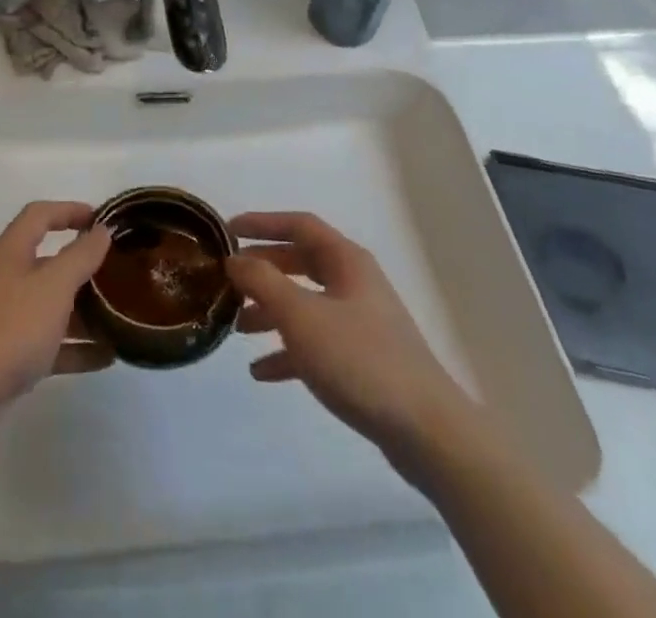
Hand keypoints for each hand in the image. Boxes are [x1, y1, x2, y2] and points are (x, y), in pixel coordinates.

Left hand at [0, 202, 113, 455]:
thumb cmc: (9, 327)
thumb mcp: (54, 285)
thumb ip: (81, 256)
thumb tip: (101, 231)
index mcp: (12, 252)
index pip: (40, 215)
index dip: (69, 210)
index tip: (101, 219)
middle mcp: (8, 279)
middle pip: (49, 262)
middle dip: (83, 266)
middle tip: (118, 272)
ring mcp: (7, 319)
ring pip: (52, 306)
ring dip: (84, 310)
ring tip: (120, 316)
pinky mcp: (10, 356)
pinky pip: (50, 344)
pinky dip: (76, 348)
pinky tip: (107, 356)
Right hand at [228, 211, 468, 460]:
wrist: (427, 431)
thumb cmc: (360, 360)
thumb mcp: (301, 316)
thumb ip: (263, 282)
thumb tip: (235, 259)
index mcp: (346, 261)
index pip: (299, 225)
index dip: (262, 223)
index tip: (228, 230)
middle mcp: (354, 283)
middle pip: (300, 263)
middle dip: (263, 271)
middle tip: (229, 281)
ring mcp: (361, 322)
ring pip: (306, 304)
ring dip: (270, 312)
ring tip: (236, 328)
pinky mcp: (363, 360)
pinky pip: (316, 343)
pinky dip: (288, 351)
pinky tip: (261, 372)